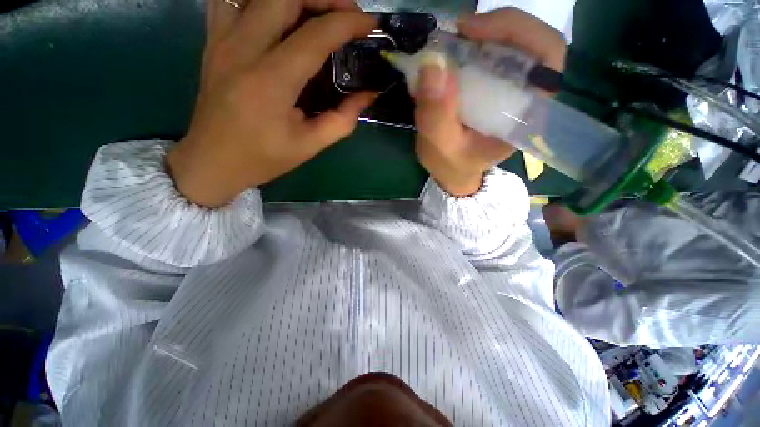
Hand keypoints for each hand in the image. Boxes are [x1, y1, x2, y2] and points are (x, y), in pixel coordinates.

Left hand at [167, 0, 376, 206]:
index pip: (315, 35)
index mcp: (271, 82)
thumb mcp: (310, 146)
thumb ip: (343, 119)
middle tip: (346, 14)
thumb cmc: (264, 158)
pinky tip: (277, 14)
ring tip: (317, 11)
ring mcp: (222, 39)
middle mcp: (243, 49)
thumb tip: (368, 95)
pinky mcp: (213, 40)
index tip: (370, 25)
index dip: (348, 23)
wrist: (213, 161)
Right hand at [414, 8, 566, 196]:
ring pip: (509, 44)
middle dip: (494, 28)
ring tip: (450, 44)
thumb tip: (432, 65)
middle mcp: (525, 96)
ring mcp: (509, 90)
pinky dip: (469, 47)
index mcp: (525, 114)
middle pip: (529, 42)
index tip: (472, 32)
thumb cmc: (452, 165)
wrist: (453, 171)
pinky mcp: (493, 88)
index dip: (517, 31)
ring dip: (479, 36)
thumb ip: (437, 116)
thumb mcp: (441, 148)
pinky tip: (452, 55)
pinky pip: (489, 55)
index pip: (547, 57)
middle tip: (457, 33)